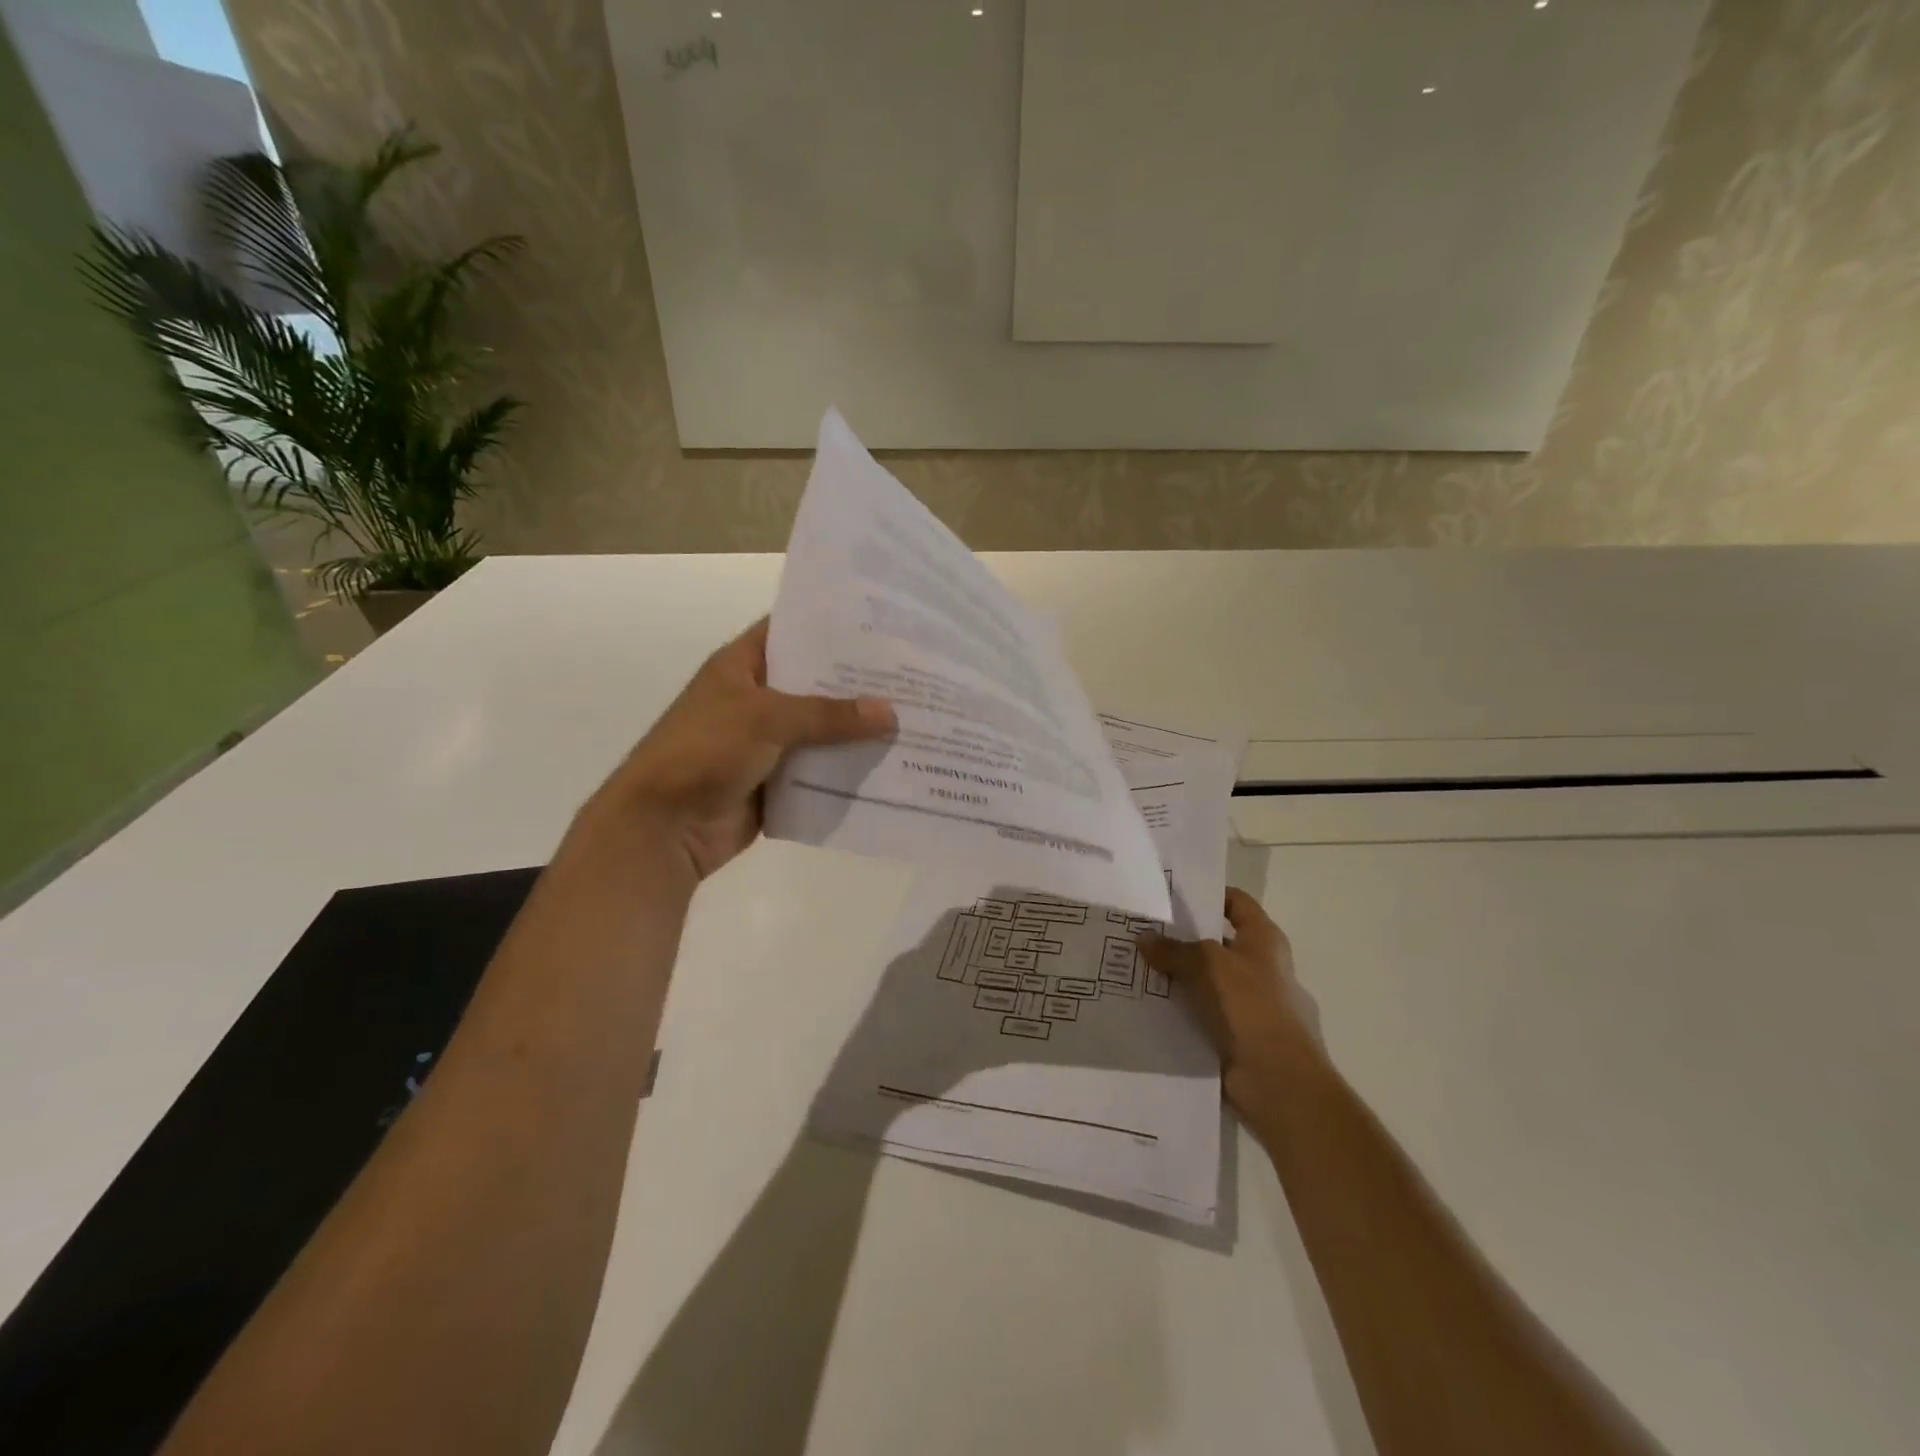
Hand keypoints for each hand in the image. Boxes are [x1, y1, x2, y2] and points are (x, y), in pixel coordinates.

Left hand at [598, 618, 895, 880]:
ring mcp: (768, 742)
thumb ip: (829, 715)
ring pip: (822, 729)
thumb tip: (890, 713)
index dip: (832, 626)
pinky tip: (891, 762)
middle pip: (815, 683)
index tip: (883, 625)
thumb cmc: (705, 751)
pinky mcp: (778, 780)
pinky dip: (847, 768)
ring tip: (914, 716)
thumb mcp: (766, 718)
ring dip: (858, 729)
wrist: (665, 825)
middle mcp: (757, 698)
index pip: (792, 631)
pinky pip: (820, 769)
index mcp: (742, 666)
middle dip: (858, 682)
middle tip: (912, 673)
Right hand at [1138, 888, 1324, 1115]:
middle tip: (1141, 931)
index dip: (1208, 895)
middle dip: (1182, 938)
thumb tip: (1143, 938)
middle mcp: (1261, 968)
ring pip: (1206, 981)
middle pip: (1217, 942)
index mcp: (1265, 941)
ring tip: (1135, 967)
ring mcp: (1250, 1005)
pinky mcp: (1237, 1036)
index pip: (1236, 903)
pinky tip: (1147, 1005)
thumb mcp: (1207, 965)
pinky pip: (1202, 1014)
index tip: (1170, 895)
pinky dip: (1179, 1010)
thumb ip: (1173, 949)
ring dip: (1177, 977)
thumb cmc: (1252, 1007)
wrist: (1279, 1082)